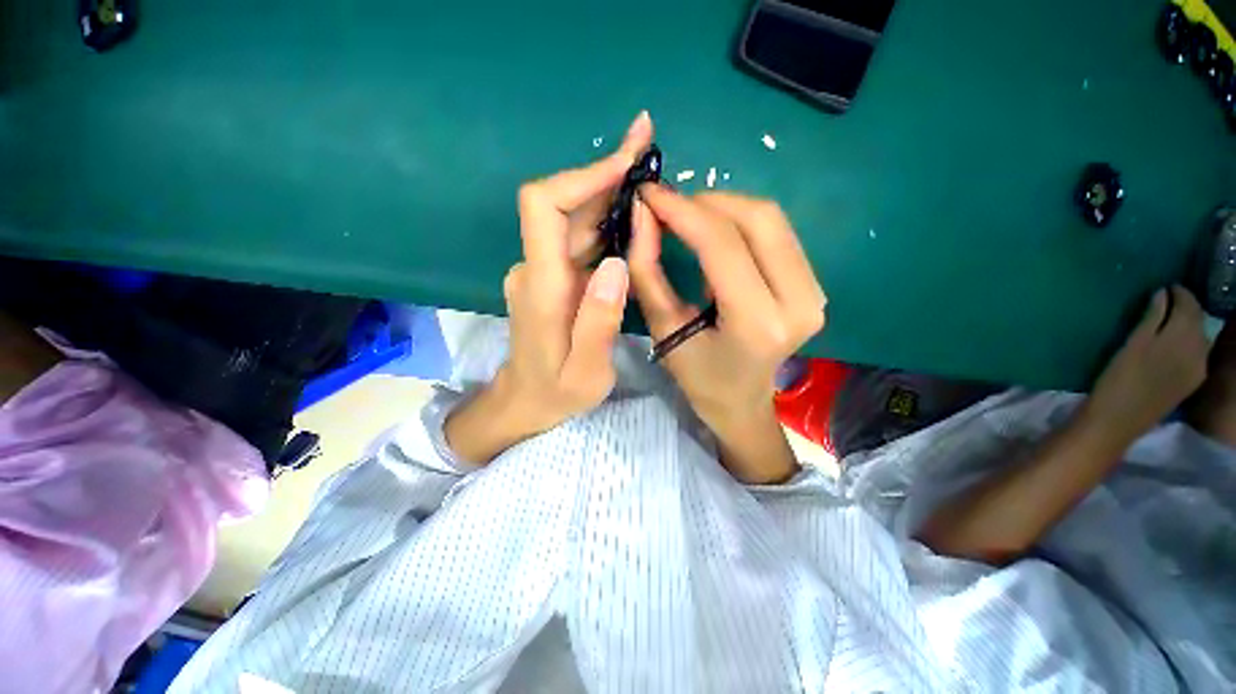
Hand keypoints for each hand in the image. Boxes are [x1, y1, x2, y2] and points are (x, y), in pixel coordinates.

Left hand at [444, 112, 652, 463]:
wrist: (524, 401)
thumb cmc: (556, 392)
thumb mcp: (586, 371)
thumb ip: (599, 320)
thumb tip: (617, 263)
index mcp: (543, 287)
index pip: (544, 207)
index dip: (581, 177)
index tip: (625, 162)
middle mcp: (536, 268)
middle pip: (562, 203)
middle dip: (605, 172)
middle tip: (647, 145)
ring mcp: (542, 271)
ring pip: (573, 218)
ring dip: (608, 192)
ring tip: (647, 172)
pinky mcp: (552, 277)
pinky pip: (577, 239)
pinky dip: (605, 220)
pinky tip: (632, 214)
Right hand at [628, 187, 825, 482]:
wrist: (741, 402)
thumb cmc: (698, 377)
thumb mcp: (663, 327)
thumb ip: (648, 269)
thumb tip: (642, 213)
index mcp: (757, 323)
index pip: (723, 245)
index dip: (683, 211)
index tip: (650, 194)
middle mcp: (798, 302)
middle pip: (757, 219)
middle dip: (705, 202)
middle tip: (668, 206)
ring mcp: (814, 292)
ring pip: (771, 219)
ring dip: (723, 207)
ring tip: (686, 217)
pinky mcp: (813, 285)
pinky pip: (777, 233)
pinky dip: (740, 221)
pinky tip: (713, 231)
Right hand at [1085, 285, 1209, 443]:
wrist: (1119, 420)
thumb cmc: (1118, 379)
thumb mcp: (1132, 345)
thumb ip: (1152, 318)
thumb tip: (1162, 294)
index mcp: (1183, 337)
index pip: (1189, 305)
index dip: (1180, 293)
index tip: (1167, 286)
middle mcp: (1199, 350)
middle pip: (1198, 321)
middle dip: (1187, 308)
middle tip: (1169, 299)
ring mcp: (1198, 368)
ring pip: (1200, 337)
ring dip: (1189, 325)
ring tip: (1171, 320)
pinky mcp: (1192, 382)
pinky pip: (1198, 354)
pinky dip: (1189, 342)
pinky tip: (1176, 345)